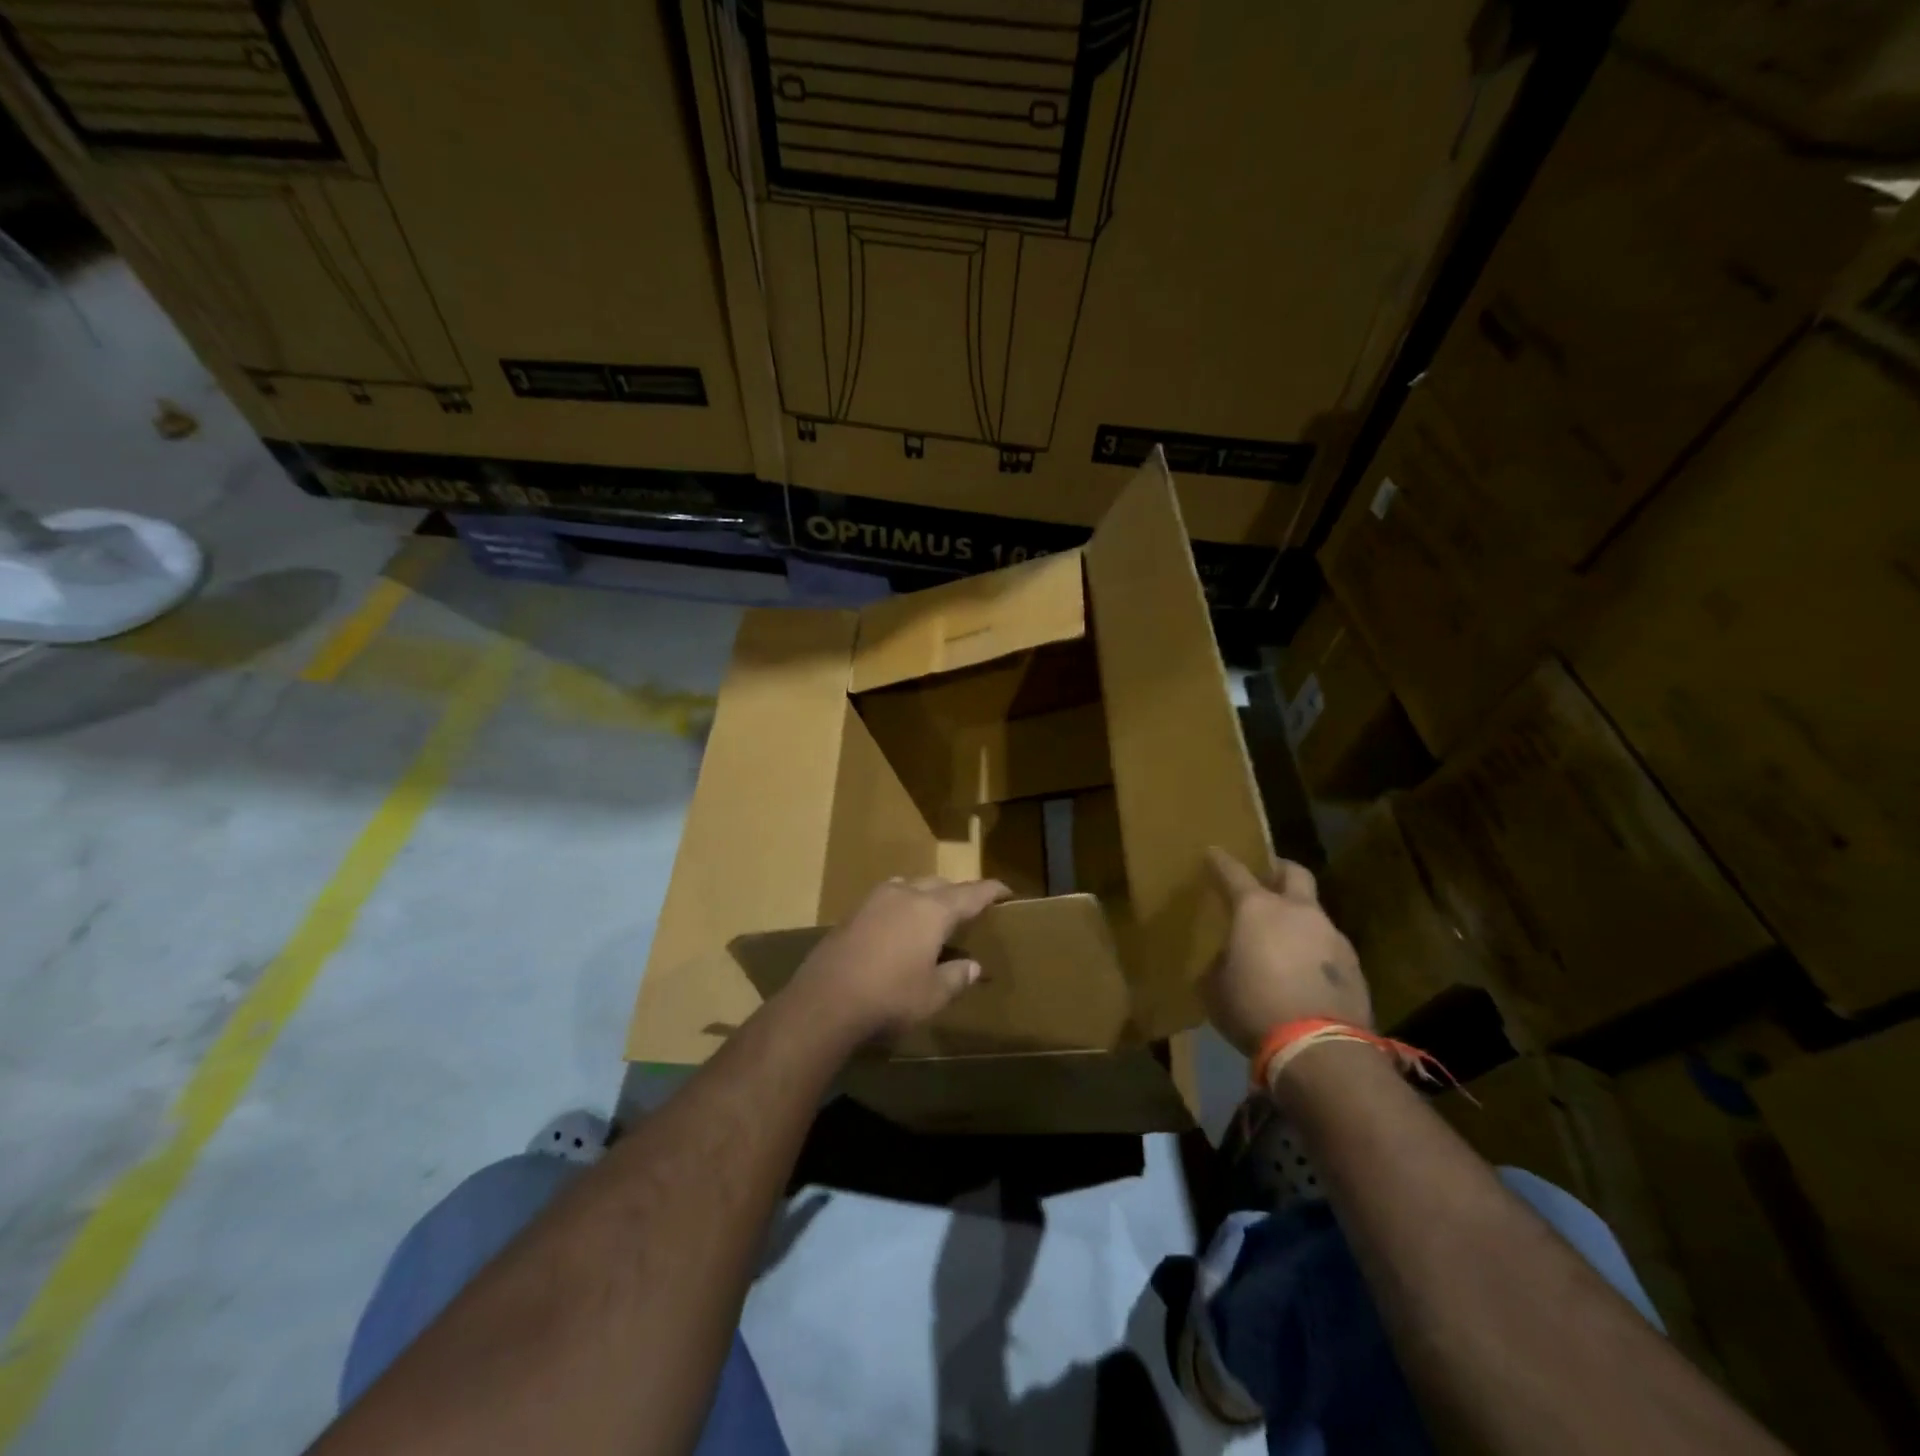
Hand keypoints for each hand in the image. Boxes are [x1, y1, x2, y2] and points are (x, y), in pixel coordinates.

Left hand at [787, 876, 1011, 1041]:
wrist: (825, 1000)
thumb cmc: (890, 998)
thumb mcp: (932, 995)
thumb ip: (956, 977)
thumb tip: (973, 966)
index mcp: (933, 910)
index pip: (971, 894)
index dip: (991, 891)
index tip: (1006, 891)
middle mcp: (906, 895)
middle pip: (940, 885)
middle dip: (958, 893)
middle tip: (970, 909)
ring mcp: (875, 900)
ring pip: (910, 885)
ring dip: (927, 894)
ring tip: (933, 913)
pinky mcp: (853, 912)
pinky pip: (888, 898)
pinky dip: (902, 905)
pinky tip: (899, 926)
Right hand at [1202, 847, 1370, 1054]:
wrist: (1319, 1049)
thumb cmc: (1254, 1008)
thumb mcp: (1215, 987)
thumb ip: (1220, 963)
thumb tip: (1228, 959)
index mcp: (1257, 909)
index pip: (1234, 872)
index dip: (1221, 861)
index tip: (1213, 853)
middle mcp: (1298, 912)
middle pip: (1294, 873)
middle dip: (1279, 870)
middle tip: (1266, 879)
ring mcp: (1332, 936)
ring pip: (1314, 914)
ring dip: (1300, 920)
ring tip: (1285, 942)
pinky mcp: (1355, 967)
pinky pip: (1329, 948)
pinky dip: (1315, 953)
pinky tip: (1306, 975)